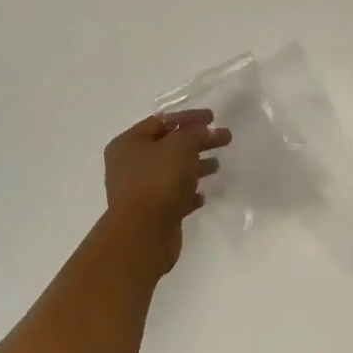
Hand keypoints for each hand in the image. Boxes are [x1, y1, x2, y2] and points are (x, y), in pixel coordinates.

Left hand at [103, 110, 231, 273]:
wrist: (143, 234)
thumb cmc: (158, 180)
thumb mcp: (181, 146)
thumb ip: (196, 133)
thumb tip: (205, 131)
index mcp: (128, 143)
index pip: (161, 121)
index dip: (188, 117)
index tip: (213, 118)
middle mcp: (129, 165)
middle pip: (168, 146)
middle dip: (196, 141)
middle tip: (223, 139)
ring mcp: (139, 190)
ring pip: (172, 171)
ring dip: (195, 166)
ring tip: (217, 166)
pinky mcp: (151, 213)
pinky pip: (173, 196)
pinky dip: (189, 193)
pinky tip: (203, 195)